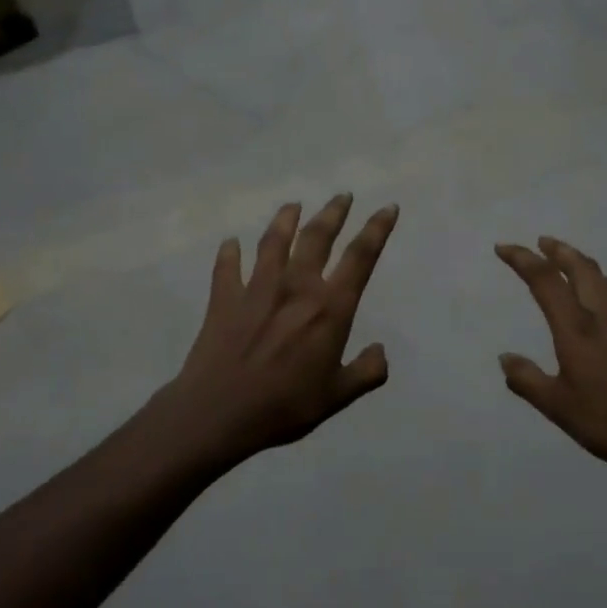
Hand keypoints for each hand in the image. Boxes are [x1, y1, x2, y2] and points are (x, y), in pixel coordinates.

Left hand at [165, 195, 397, 462]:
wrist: (219, 412)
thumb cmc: (285, 406)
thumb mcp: (337, 396)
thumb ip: (366, 372)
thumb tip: (381, 351)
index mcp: (330, 308)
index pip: (360, 258)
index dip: (377, 229)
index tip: (387, 208)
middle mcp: (296, 287)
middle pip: (317, 237)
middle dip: (333, 213)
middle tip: (342, 196)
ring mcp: (256, 288)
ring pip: (274, 241)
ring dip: (285, 220)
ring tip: (293, 205)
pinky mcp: (224, 298)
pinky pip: (227, 266)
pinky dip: (229, 253)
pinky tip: (230, 243)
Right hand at [496, 238, 606, 479]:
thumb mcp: (559, 408)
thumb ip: (528, 380)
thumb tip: (505, 358)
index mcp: (577, 330)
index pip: (546, 281)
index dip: (523, 260)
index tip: (504, 247)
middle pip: (583, 269)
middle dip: (560, 251)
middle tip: (544, 242)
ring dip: (588, 269)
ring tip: (577, 270)